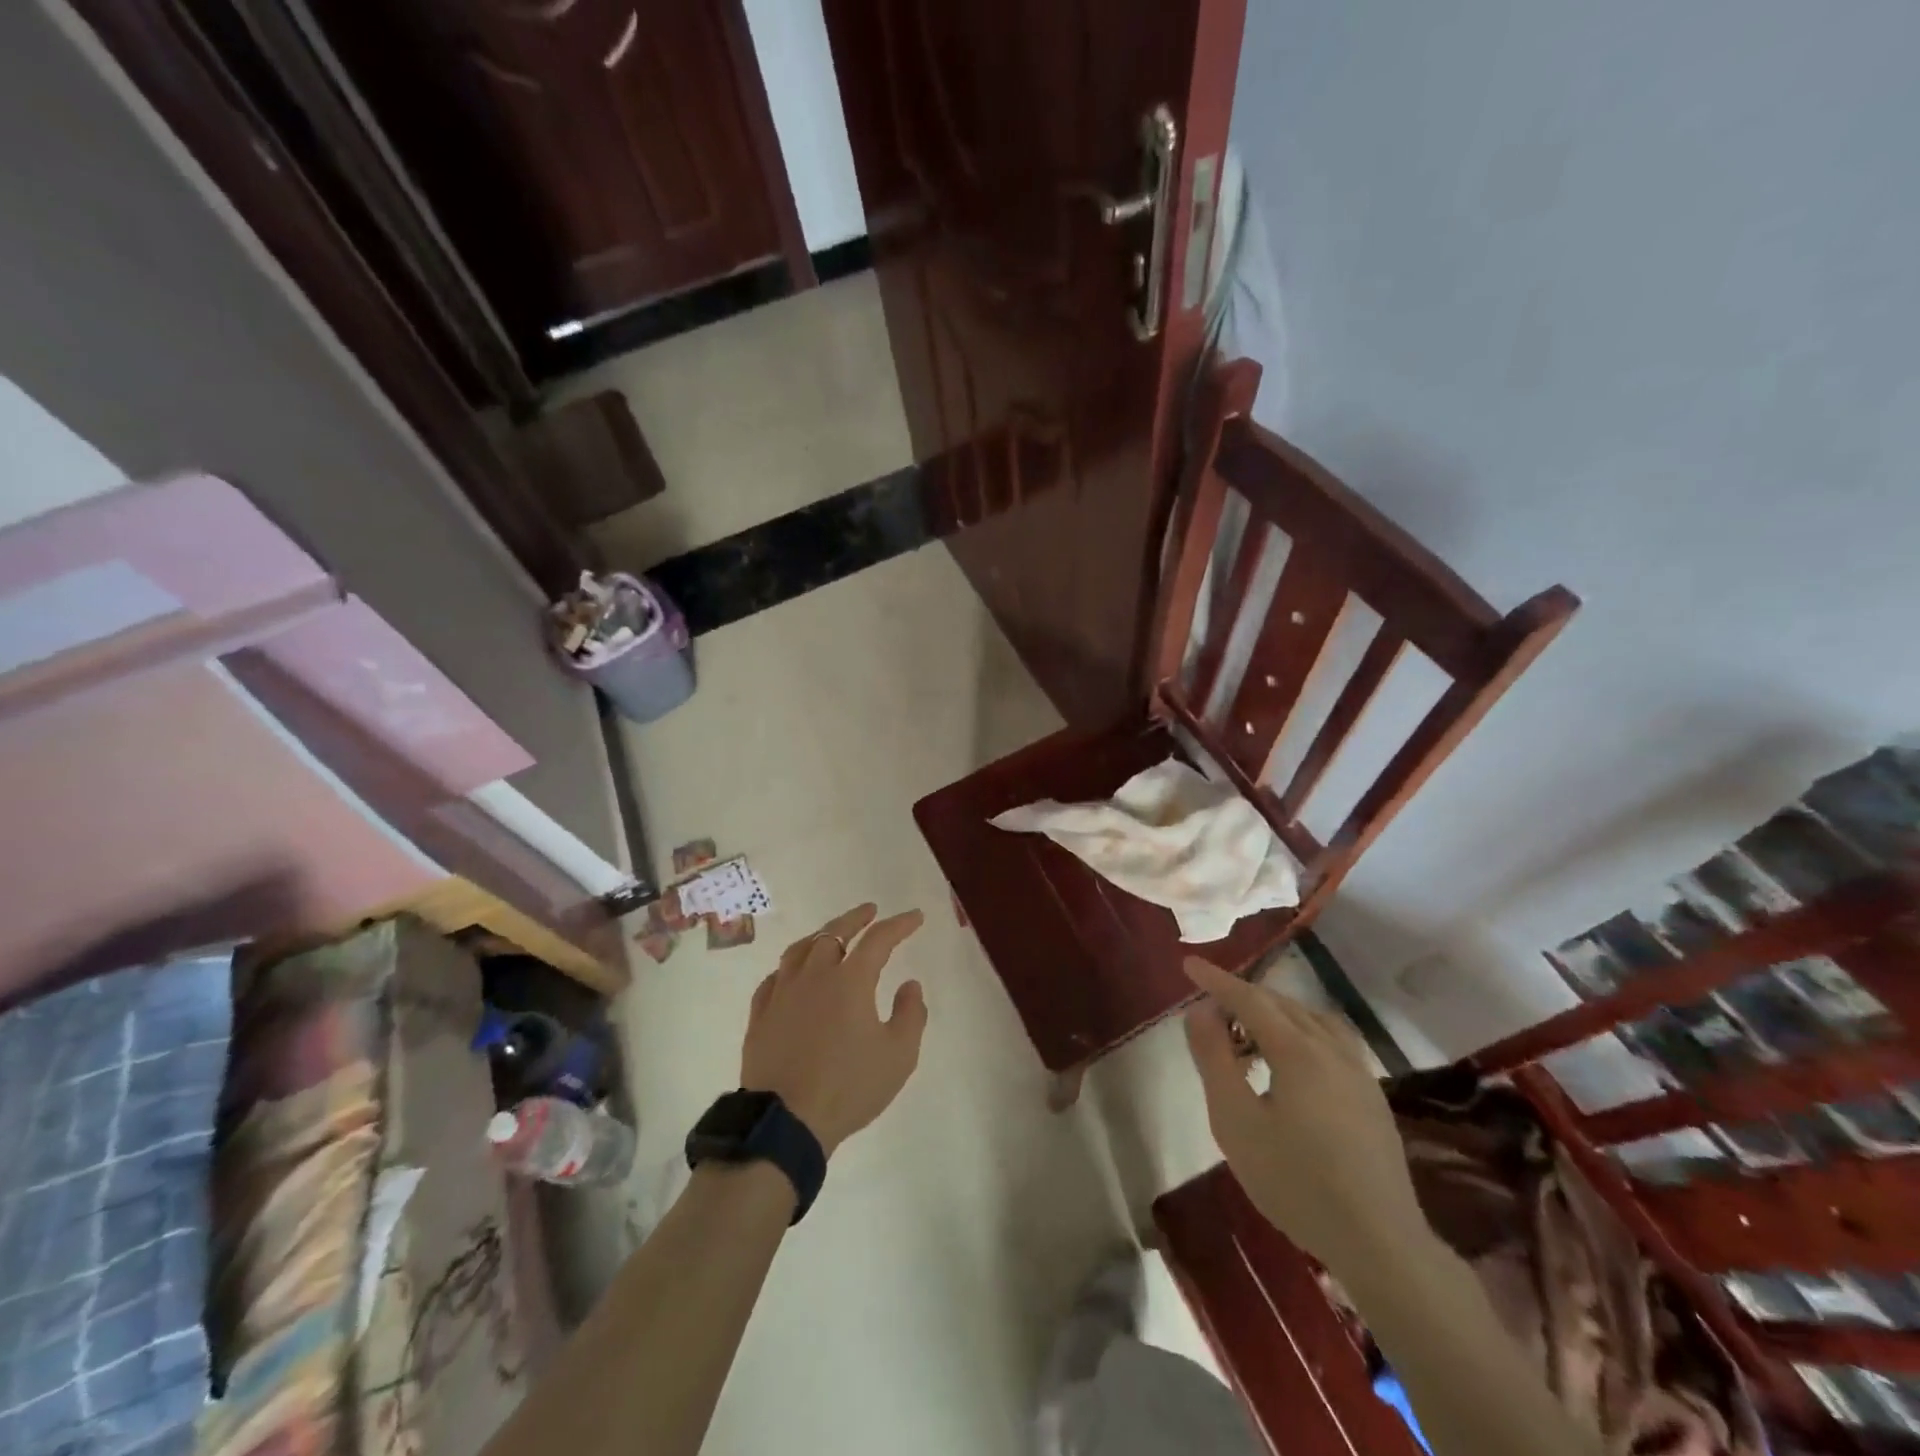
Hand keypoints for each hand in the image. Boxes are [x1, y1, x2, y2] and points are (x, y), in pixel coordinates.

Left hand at [740, 904, 926, 1155]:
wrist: (785, 1122)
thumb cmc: (848, 1086)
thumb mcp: (898, 1056)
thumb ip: (911, 1014)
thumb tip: (910, 984)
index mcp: (850, 980)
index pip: (879, 940)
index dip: (899, 925)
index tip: (915, 917)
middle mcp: (814, 975)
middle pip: (834, 933)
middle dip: (856, 918)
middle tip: (870, 911)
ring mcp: (782, 993)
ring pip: (800, 950)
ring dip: (820, 936)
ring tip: (830, 935)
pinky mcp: (761, 1015)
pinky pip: (775, 978)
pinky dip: (790, 967)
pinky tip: (792, 973)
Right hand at [1183, 957, 1430, 1276]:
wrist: (1380, 1243)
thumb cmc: (1296, 1181)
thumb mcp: (1235, 1121)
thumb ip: (1214, 1059)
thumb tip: (1200, 1011)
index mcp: (1298, 1050)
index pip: (1250, 999)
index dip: (1216, 980)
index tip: (1188, 964)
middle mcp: (1332, 1049)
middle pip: (1282, 1004)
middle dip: (1244, 997)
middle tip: (1211, 1008)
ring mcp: (1359, 1073)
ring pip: (1312, 1020)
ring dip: (1276, 1013)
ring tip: (1250, 1031)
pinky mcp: (1373, 1099)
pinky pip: (1332, 1041)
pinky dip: (1302, 1032)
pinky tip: (1294, 1062)